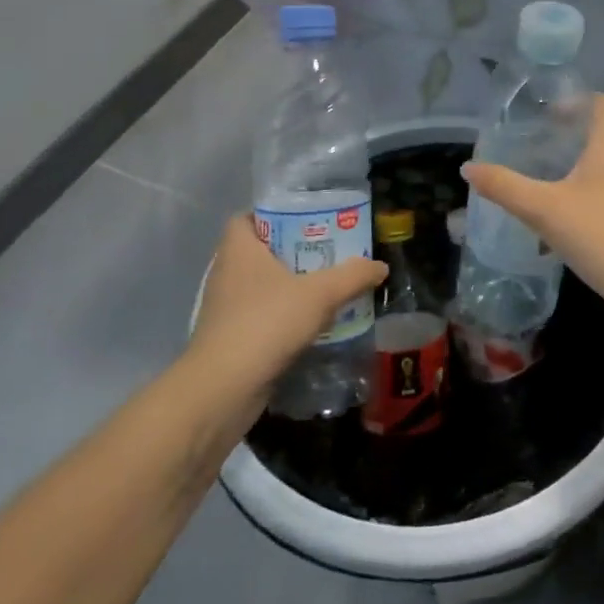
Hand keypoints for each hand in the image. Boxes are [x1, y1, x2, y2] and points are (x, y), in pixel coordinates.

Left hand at [186, 217, 387, 410]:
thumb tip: (380, 266)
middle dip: (294, 250)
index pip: (247, 217)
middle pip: (261, 251)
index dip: (274, 214)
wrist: (223, 390)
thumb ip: (352, 276)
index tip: (307, 219)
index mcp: (239, 249)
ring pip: (263, 286)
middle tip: (330, 250)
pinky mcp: (232, 339)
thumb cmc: (266, 323)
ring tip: (328, 285)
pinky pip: (262, 316)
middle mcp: (227, 273)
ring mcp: (226, 309)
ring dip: (291, 286)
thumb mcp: (320, 294)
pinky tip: (313, 323)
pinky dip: (284, 316)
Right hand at [461, 94, 603, 317]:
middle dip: (573, 129)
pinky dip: (590, 181)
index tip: (548, 114)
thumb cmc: (600, 233)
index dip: (578, 100)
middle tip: (538, 140)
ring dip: (580, 157)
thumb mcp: (543, 209)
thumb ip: (504, 186)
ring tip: (547, 169)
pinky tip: (566, 204)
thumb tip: (468, 167)